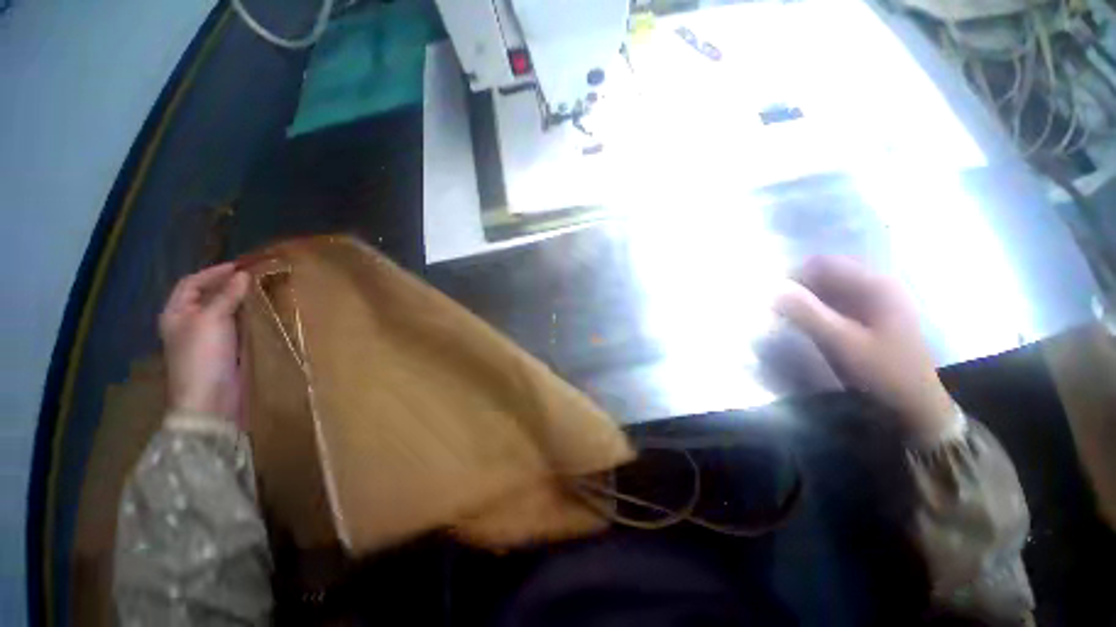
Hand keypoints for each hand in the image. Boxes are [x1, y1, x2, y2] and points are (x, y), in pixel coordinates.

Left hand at [159, 263, 249, 420]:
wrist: (211, 399)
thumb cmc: (203, 355)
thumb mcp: (212, 320)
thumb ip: (227, 296)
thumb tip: (243, 275)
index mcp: (176, 313)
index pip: (191, 283)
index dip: (214, 272)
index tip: (241, 266)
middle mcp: (189, 323)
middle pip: (208, 296)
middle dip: (229, 285)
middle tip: (256, 277)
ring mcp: (209, 338)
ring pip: (225, 312)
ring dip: (241, 301)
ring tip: (263, 291)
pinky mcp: (227, 350)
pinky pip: (237, 327)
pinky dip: (249, 317)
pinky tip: (264, 314)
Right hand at [774, 256, 956, 437]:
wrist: (915, 404)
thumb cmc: (882, 371)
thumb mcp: (841, 342)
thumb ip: (806, 312)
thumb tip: (772, 288)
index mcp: (876, 285)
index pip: (824, 263)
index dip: (794, 274)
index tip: (772, 294)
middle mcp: (877, 284)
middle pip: (827, 273)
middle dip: (798, 286)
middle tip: (776, 306)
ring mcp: (876, 300)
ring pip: (830, 287)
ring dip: (805, 297)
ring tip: (786, 315)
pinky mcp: (871, 314)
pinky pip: (836, 301)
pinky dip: (816, 307)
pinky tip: (806, 322)